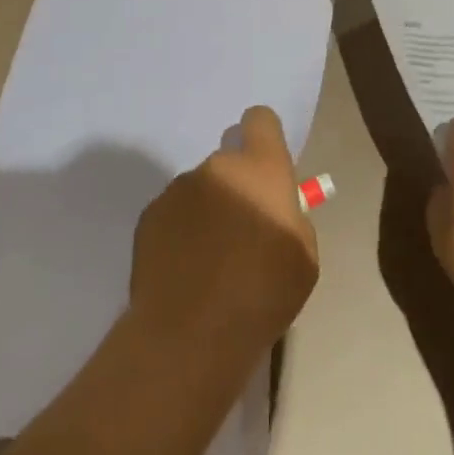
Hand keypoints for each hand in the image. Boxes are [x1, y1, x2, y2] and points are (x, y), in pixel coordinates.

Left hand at [130, 106, 318, 360]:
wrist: (190, 334)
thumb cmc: (262, 294)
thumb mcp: (304, 257)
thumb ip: (292, 218)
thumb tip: (275, 210)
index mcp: (261, 169)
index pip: (260, 120)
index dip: (264, 137)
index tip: (266, 168)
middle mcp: (217, 167)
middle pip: (229, 162)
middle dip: (237, 187)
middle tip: (241, 234)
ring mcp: (178, 190)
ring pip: (200, 190)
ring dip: (207, 211)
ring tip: (209, 262)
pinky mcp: (149, 216)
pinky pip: (173, 214)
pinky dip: (180, 233)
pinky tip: (184, 272)